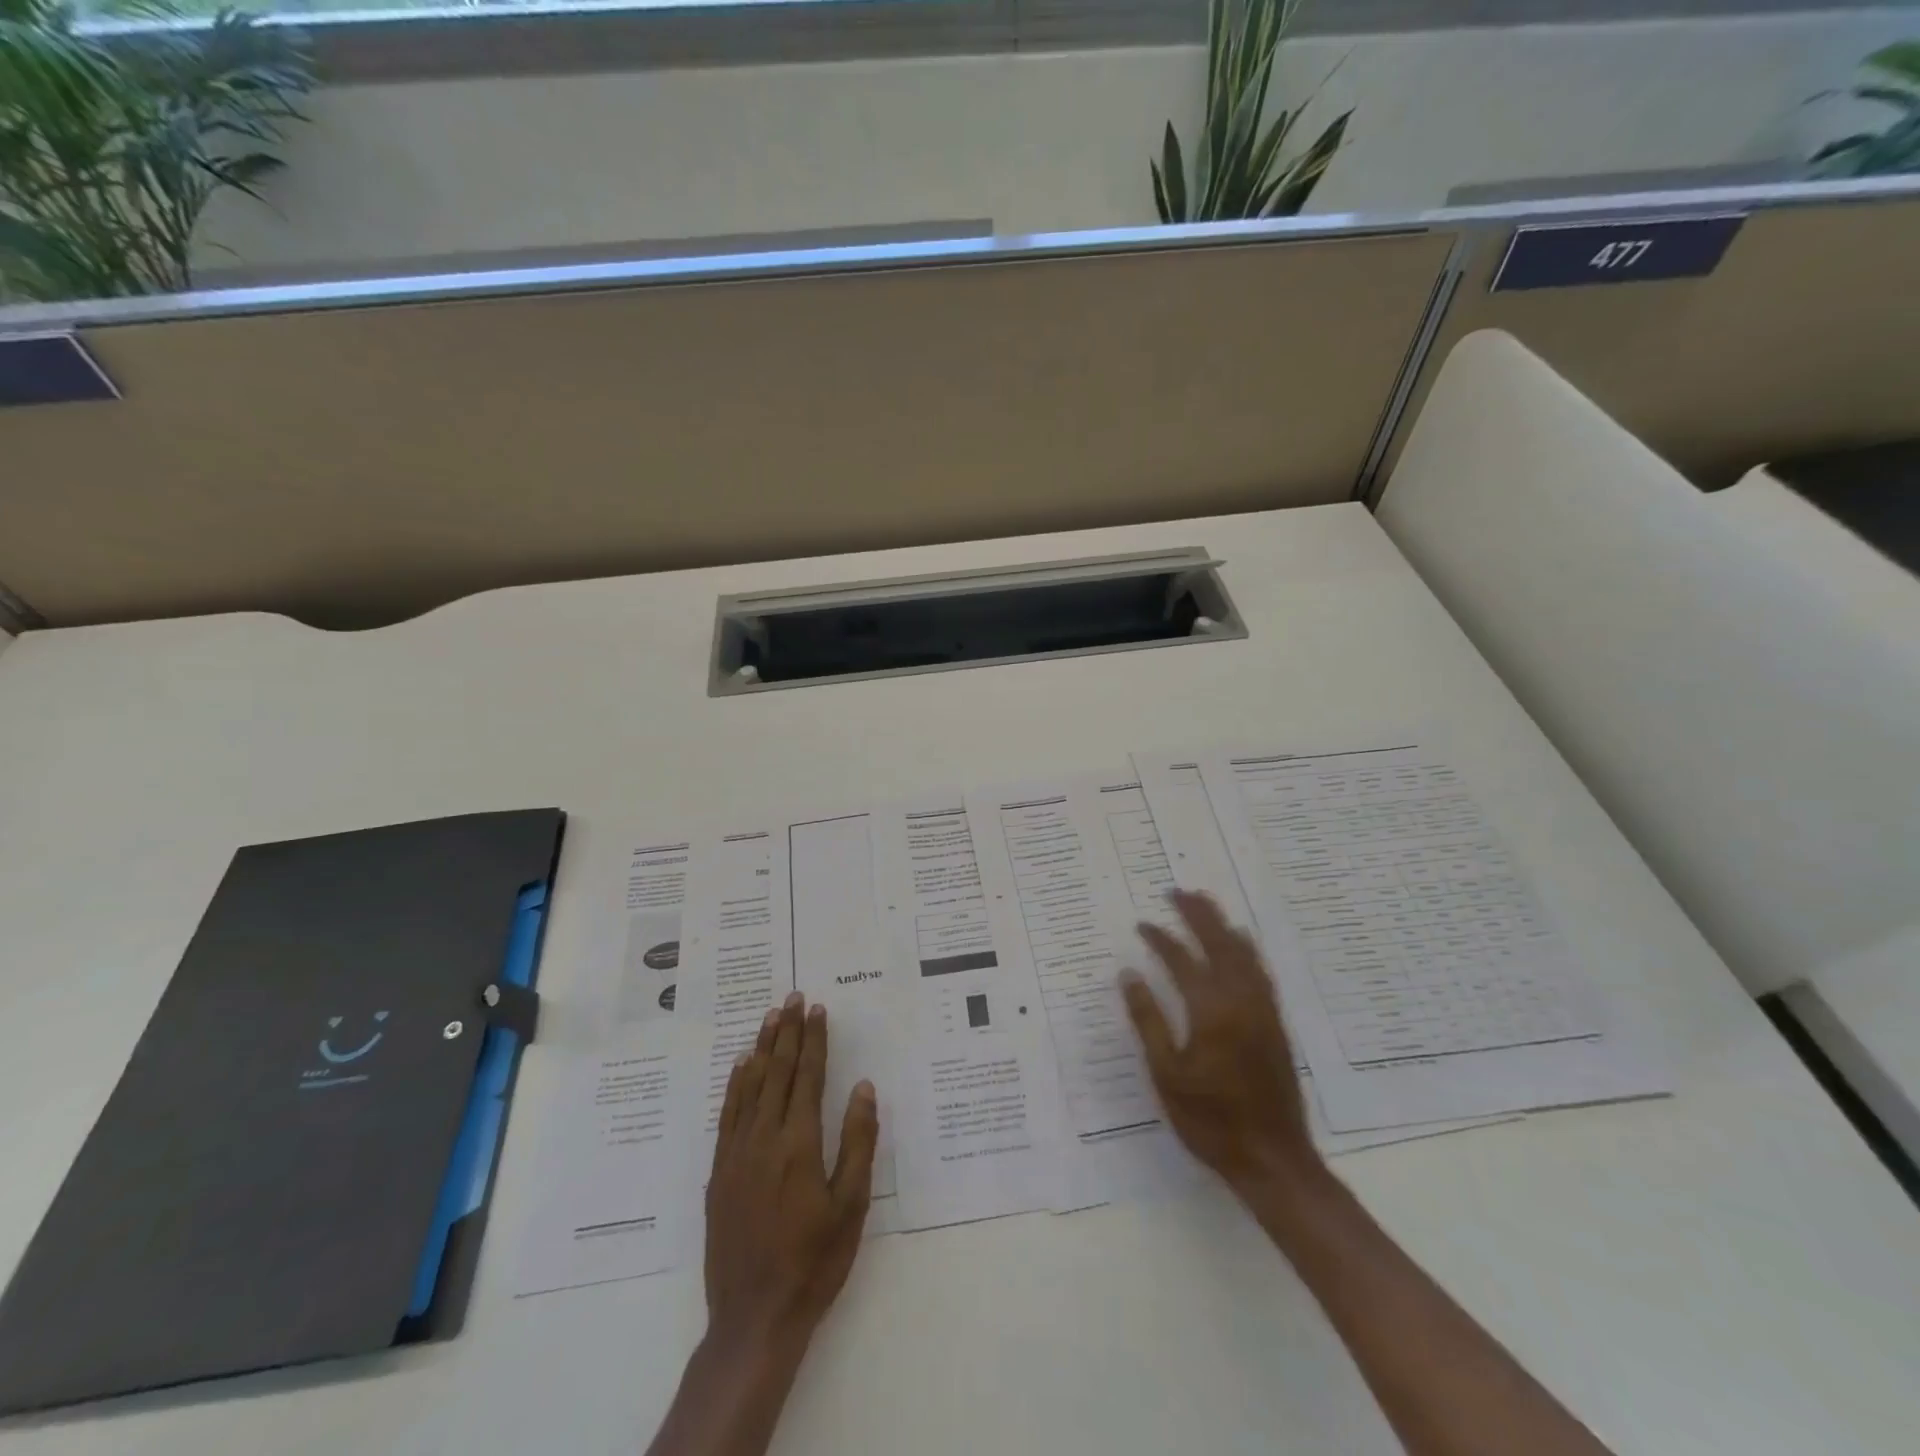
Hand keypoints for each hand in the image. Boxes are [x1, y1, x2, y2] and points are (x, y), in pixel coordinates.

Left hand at [705, 992, 878, 1351]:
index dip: (813, 1041)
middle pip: (777, 1072)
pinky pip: (727, 1114)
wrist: (754, 1317)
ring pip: (749, 1086)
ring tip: (770, 1017)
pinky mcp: (718, 1173)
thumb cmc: (814, 1261)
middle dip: (787, 1032)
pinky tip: (741, 1066)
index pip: (807, 1077)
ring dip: (761, 1048)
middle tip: (793, 997)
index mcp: (799, 1144)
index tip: (818, 1010)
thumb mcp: (851, 1205)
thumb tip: (863, 1088)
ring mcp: (736, 1154)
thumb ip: (858, 1142)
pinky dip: (735, 1084)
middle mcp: (764, 1138)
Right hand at [1120, 890, 1318, 1195]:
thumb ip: (1148, 1020)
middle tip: (1177, 892)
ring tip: (1205, 904)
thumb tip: (1129, 975)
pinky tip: (1239, 944)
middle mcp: (1241, 1001)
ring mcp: (1263, 1010)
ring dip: (1222, 925)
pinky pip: (1260, 972)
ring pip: (1244, 954)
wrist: (1273, 1159)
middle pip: (1219, 944)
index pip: (1182, 961)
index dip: (1160, 939)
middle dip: (1197, 915)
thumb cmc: (1210, 1120)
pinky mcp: (1276, 1023)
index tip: (1142, 924)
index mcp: (1211, 1011)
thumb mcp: (1167, 1074)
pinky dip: (1246, 949)